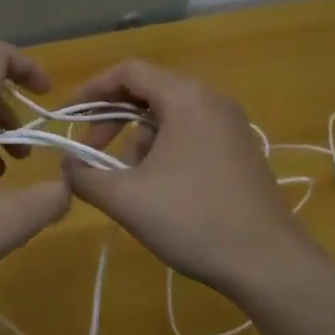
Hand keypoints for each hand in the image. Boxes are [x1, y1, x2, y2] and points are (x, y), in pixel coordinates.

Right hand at [60, 59, 314, 292]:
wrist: (269, 262)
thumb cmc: (193, 220)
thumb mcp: (126, 199)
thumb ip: (84, 177)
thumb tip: (66, 167)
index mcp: (186, 98)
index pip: (128, 72)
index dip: (90, 90)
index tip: (66, 117)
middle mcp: (212, 100)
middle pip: (148, 92)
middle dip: (111, 121)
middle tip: (89, 152)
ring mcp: (231, 125)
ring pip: (168, 118)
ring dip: (137, 142)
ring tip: (127, 183)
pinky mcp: (241, 150)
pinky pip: (190, 135)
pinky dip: (163, 152)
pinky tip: (158, 190)